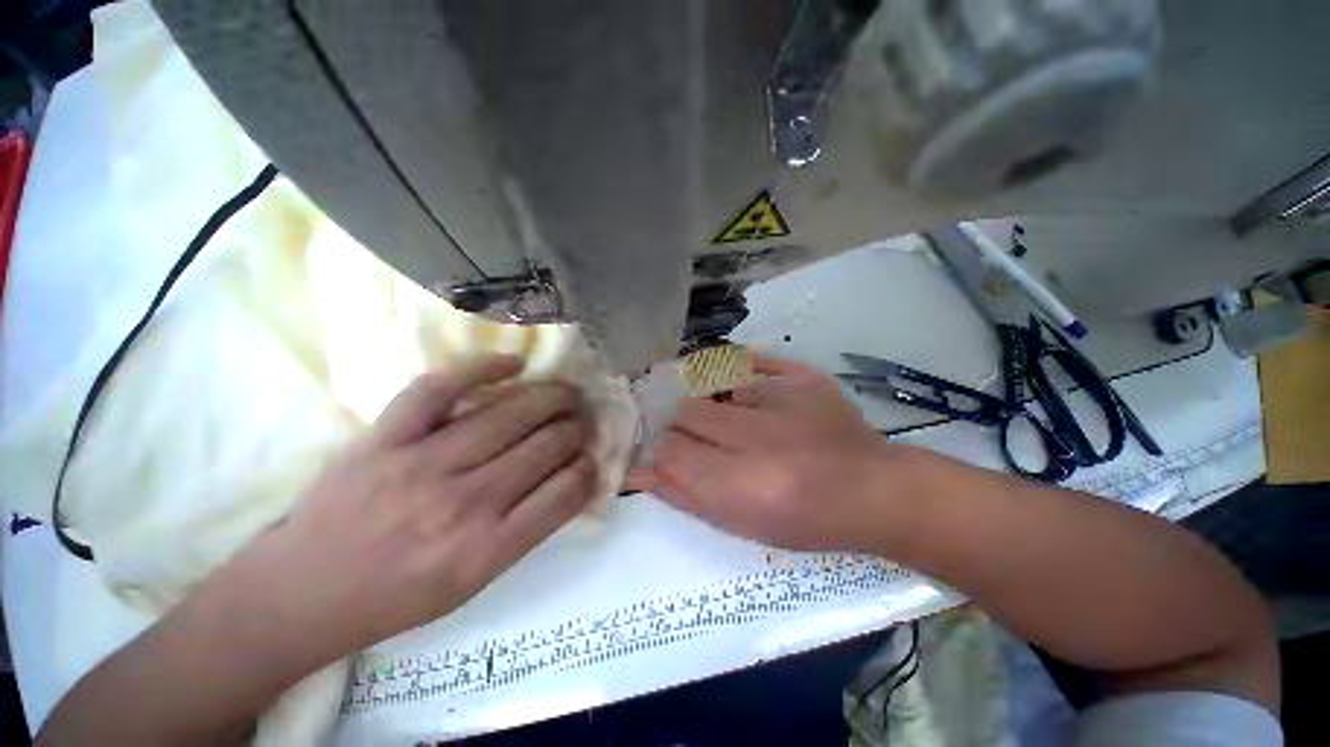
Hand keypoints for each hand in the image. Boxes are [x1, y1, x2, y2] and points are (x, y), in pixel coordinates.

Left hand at [245, 356, 596, 656]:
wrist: (317, 586)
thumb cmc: (390, 602)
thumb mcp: (461, 591)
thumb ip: (504, 543)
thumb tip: (540, 498)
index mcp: (487, 552)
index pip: (560, 498)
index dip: (586, 471)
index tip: (594, 458)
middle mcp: (463, 503)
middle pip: (537, 450)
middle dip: (573, 430)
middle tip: (587, 416)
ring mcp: (421, 464)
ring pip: (500, 418)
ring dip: (543, 399)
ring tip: (565, 390)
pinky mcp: (385, 437)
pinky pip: (436, 390)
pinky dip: (477, 370)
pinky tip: (510, 362)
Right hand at [632, 353, 917, 552]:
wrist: (873, 491)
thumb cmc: (808, 522)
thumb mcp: (743, 525)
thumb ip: (688, 497)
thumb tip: (640, 472)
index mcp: (740, 483)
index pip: (670, 450)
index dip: (659, 452)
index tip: (665, 456)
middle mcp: (757, 436)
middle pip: (687, 411)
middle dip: (680, 426)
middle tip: (695, 440)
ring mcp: (784, 399)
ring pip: (714, 383)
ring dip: (708, 400)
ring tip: (721, 417)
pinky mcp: (805, 377)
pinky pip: (753, 359)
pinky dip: (736, 370)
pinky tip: (734, 386)